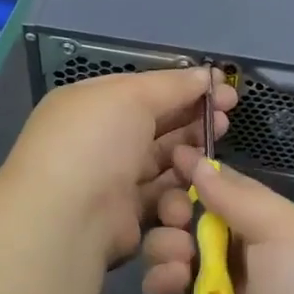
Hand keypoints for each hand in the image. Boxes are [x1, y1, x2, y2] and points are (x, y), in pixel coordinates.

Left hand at [0, 67, 235, 266]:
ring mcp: (111, 179)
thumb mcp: (132, 96)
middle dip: (193, 119)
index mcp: (91, 104)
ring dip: (191, 153)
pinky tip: (201, 180)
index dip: (183, 88)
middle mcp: (99, 140)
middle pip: (156, 125)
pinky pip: (160, 197)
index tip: (221, 89)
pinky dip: (180, 189)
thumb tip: (205, 75)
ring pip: (162, 161)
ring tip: (217, 147)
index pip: (144, 90)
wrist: (66, 218)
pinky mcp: (125, 217)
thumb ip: (172, 85)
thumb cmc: (95, 142)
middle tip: (227, 117)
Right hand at [141, 153, 293, 293]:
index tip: (170, 155)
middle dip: (175, 207)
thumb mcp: (288, 231)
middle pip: (187, 221)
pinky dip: (161, 282)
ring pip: (167, 255)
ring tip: (181, 250)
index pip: (221, 193)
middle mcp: (234, 261)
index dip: (196, 174)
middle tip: (175, 209)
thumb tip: (197, 162)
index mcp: (266, 232)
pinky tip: (175, 277)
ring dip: (166, 242)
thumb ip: (238, 197)